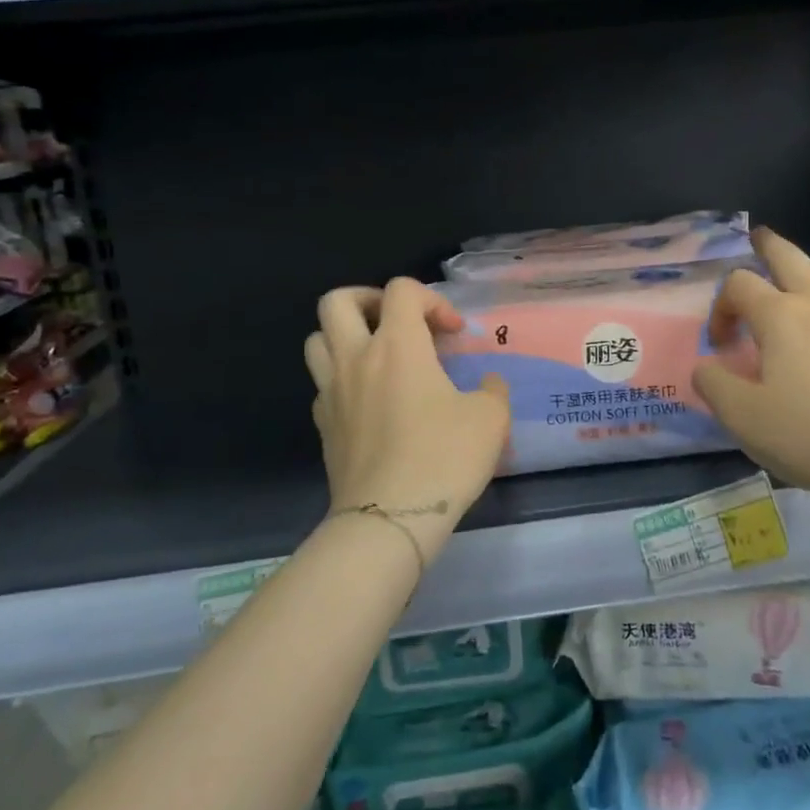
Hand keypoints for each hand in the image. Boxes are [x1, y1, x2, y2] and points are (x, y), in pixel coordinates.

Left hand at [305, 278, 510, 562]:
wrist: (389, 519)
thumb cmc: (443, 458)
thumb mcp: (490, 418)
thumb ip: (492, 389)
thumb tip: (487, 383)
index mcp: (397, 345)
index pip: (401, 290)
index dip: (432, 299)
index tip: (453, 333)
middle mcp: (356, 358)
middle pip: (338, 301)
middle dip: (369, 300)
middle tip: (397, 322)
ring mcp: (332, 392)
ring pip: (317, 339)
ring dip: (345, 336)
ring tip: (377, 356)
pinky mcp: (322, 426)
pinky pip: (323, 384)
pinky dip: (343, 380)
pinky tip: (370, 402)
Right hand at [693, 229, 809, 508]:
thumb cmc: (809, 433)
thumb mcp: (742, 416)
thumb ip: (713, 385)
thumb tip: (704, 367)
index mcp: (779, 316)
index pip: (739, 285)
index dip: (720, 307)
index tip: (719, 345)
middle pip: (790, 256)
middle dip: (768, 246)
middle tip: (756, 240)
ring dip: (807, 268)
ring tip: (796, 280)